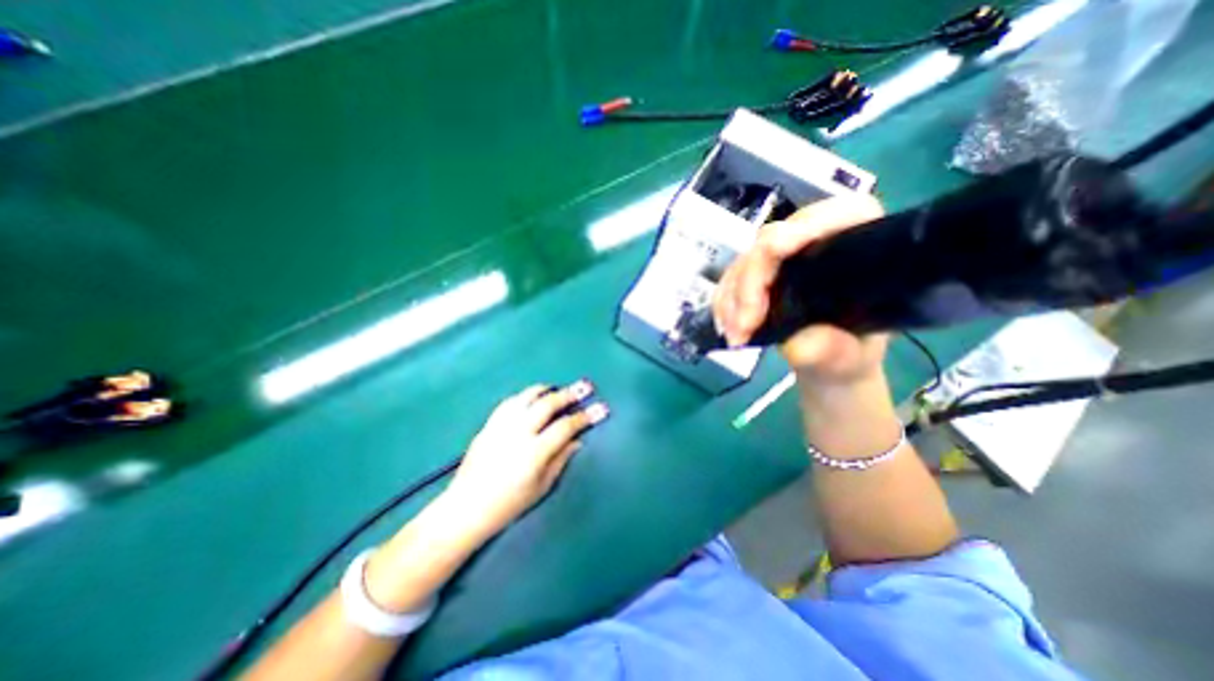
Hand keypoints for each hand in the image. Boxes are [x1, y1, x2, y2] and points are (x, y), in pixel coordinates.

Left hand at [446, 382, 607, 536]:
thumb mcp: (542, 487)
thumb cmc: (508, 505)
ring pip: (527, 397)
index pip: (565, 427)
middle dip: (569, 394)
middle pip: (547, 405)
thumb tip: (577, 440)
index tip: (601, 408)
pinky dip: (525, 396)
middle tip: (584, 387)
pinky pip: (510, 402)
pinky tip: (531, 398)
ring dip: (546, 390)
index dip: (585, 417)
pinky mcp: (489, 424)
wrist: (466, 508)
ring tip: (557, 389)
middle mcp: (518, 433)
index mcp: (534, 453)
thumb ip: (561, 459)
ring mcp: (501, 426)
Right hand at [713, 196, 889, 386]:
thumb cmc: (848, 352)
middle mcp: (814, 239)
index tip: (777, 249)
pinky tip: (728, 327)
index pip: (836, 215)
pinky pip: (730, 278)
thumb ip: (829, 349)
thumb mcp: (848, 357)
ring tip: (736, 336)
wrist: (826, 360)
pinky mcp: (756, 271)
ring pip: (745, 261)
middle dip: (752, 282)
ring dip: (733, 298)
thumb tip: (798, 342)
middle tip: (744, 325)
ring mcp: (779, 255)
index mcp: (856, 243)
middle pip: (771, 241)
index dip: (803, 226)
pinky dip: (724, 302)